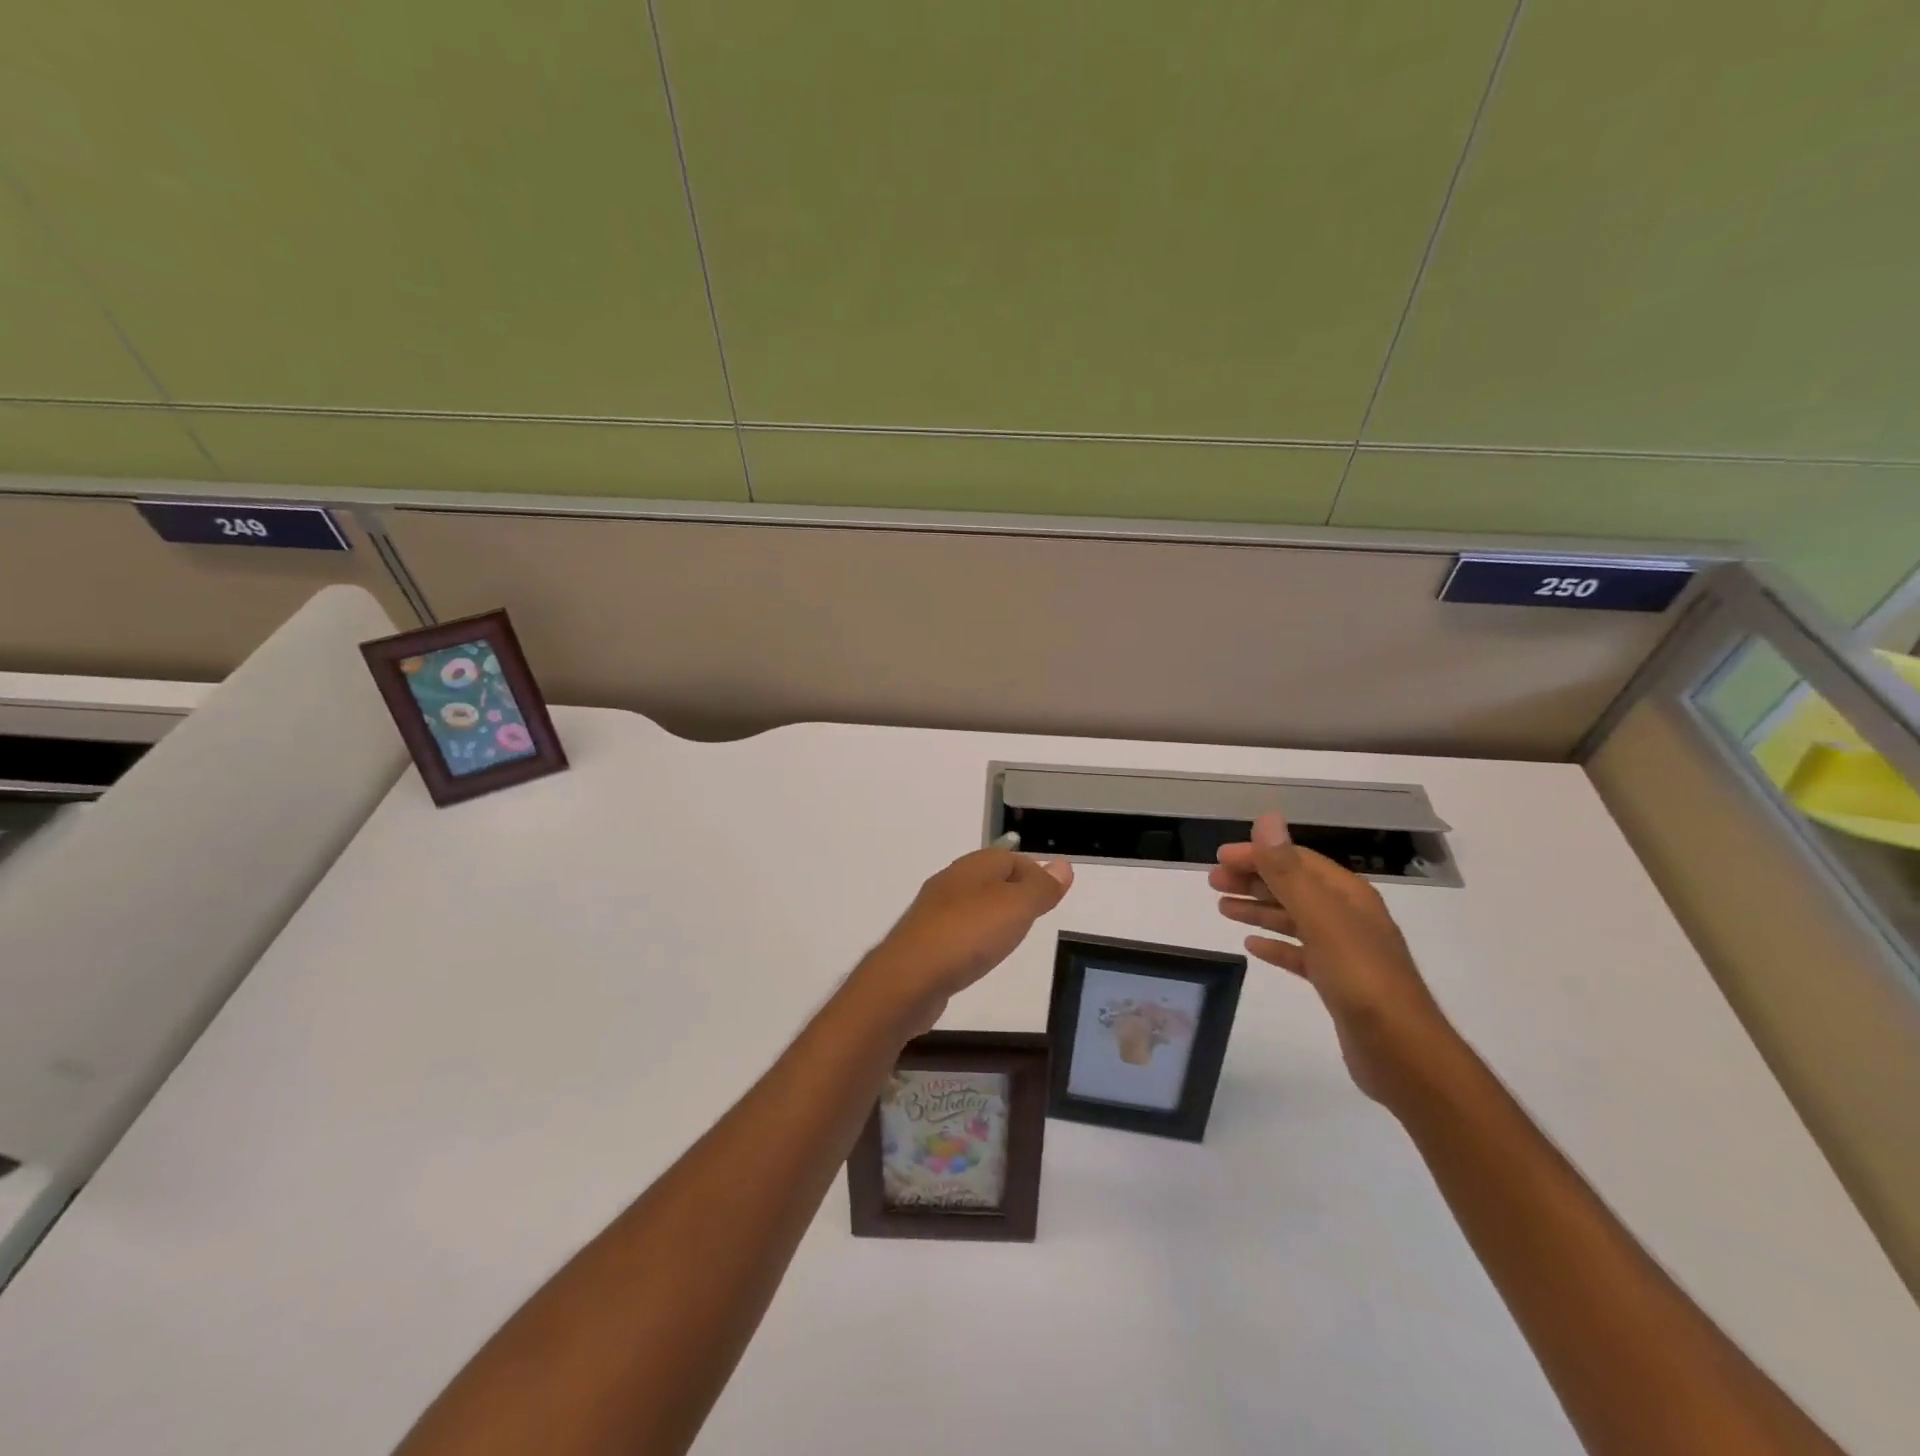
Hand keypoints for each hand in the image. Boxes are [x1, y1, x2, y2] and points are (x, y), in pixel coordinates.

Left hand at [857, 849, 1073, 1035]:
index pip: (1010, 857)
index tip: (1052, 897)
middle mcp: (950, 883)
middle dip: (1013, 892)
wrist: (909, 978)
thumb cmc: (968, 935)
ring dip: (992, 915)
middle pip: (989, 879)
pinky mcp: (924, 942)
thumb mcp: (1016, 908)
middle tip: (1035, 916)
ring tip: (1010, 936)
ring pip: (972, 904)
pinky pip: (957, 931)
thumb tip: (1063, 864)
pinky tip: (978, 956)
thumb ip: (1040, 887)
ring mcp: (933, 913)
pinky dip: (973, 938)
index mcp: (972, 867)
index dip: (1034, 872)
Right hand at [1210, 813, 1460, 1107]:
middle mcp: (1348, 917)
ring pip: (1293, 919)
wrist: (1402, 1053)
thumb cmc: (1360, 978)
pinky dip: (1275, 944)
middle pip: (1293, 886)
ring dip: (1259, 909)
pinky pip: (1299, 953)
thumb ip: (1288, 870)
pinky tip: (1251, 945)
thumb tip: (1267, 820)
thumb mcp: (1320, 917)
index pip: (1296, 860)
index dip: (1259, 854)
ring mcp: (1344, 951)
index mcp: (1348, 895)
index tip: (1220, 858)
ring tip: (1223, 907)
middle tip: (1212, 883)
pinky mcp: (1337, 983)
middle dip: (1254, 880)